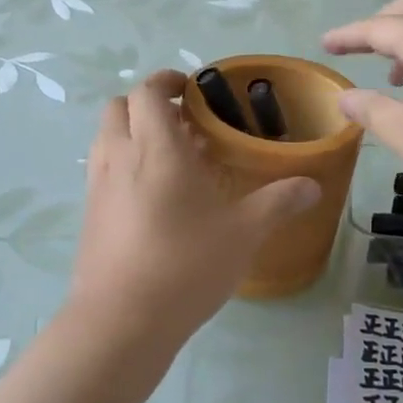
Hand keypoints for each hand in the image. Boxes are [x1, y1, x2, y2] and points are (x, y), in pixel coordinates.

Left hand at [66, 71, 320, 359]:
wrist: (121, 322)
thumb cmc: (185, 264)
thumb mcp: (244, 232)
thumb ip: (279, 202)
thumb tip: (313, 185)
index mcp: (155, 148)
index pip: (147, 91)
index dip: (167, 80)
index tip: (193, 89)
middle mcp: (119, 157)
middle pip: (119, 107)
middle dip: (148, 105)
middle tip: (185, 123)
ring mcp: (98, 187)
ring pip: (107, 138)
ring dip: (134, 133)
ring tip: (172, 159)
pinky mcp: (89, 216)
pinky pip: (103, 171)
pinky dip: (124, 165)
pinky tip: (156, 199)